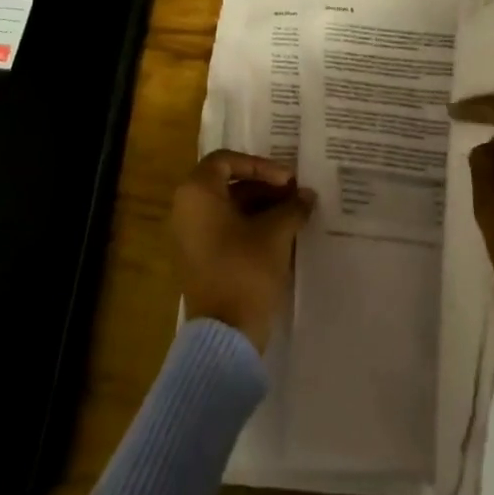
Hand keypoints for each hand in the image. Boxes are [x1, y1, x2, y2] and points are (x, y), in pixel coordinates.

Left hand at [171, 151, 314, 351]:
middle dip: (265, 186)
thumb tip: (307, 195)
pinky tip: (283, 234)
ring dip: (262, 206)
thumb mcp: (275, 233)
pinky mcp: (200, 258)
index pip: (226, 160)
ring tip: (295, 213)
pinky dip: (252, 226)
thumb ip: (293, 207)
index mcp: (196, 194)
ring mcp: (190, 236)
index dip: (260, 165)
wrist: (225, 334)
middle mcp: (186, 209)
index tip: (287, 180)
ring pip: (229, 208)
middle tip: (296, 194)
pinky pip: (226, 229)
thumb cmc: (246, 270)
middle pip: (228, 183)